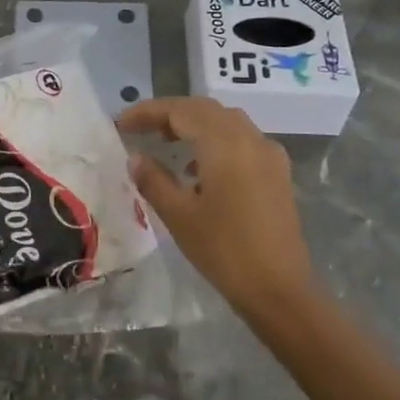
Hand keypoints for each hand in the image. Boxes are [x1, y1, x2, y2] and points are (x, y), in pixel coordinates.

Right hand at [119, 97, 315, 318]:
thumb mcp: (179, 215)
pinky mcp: (277, 173)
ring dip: (193, 124)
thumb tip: (136, 158)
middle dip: (169, 114)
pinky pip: (242, 140)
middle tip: (139, 129)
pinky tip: (198, 168)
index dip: (147, 112)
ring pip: (226, 121)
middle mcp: (250, 139)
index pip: (180, 111)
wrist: (279, 289)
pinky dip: (215, 140)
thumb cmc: (224, 250)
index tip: (121, 124)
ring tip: (165, 142)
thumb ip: (153, 180)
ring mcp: (268, 154)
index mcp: (225, 144)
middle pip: (204, 109)